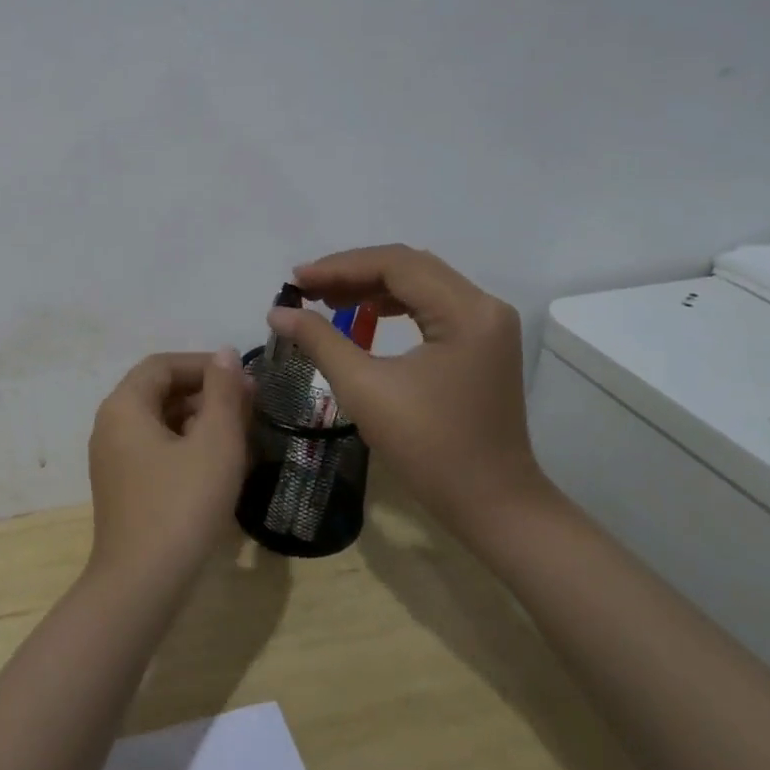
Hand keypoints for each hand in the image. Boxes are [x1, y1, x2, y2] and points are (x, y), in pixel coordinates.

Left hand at [85, 349, 252, 590]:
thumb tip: (226, 354)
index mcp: (124, 406)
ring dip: (200, 420)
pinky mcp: (123, 487)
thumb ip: (223, 393)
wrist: (142, 585)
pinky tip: (218, 465)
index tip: (244, 380)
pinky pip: (156, 449)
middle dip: (206, 393)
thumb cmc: (182, 505)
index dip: (205, 365)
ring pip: (160, 422)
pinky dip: (187, 446)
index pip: (163, 365)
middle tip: (249, 407)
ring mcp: (114, 459)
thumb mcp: (215, 443)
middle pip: (159, 391)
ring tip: (241, 435)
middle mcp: (111, 425)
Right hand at [267, 245, 548, 538]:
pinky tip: (364, 315)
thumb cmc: (429, 448)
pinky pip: (432, 304)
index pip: (396, 264)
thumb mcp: (365, 390)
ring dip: (372, 286)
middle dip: (353, 272)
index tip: (296, 280)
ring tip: (327, 300)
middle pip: (410, 266)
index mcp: (465, 311)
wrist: (492, 504)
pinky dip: (394, 303)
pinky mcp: (482, 342)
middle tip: (306, 288)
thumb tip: (278, 313)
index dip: (340, 266)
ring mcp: (487, 323)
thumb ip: (320, 341)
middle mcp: (484, 305)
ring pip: (421, 282)